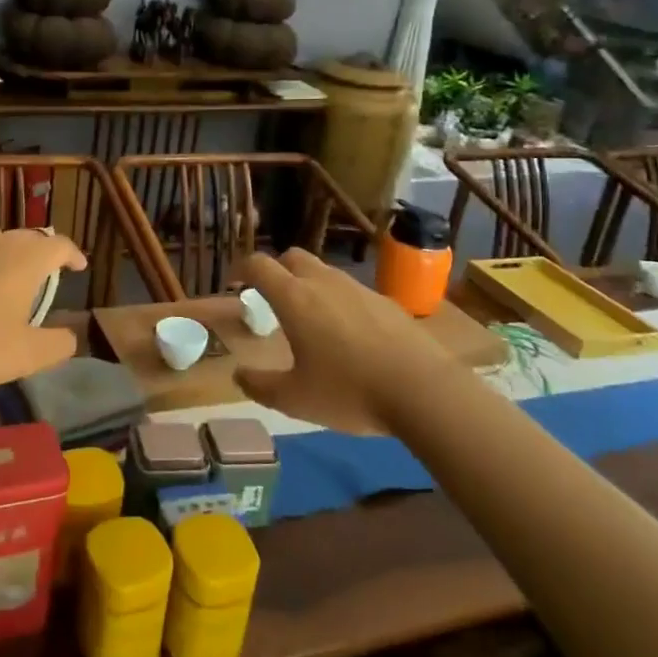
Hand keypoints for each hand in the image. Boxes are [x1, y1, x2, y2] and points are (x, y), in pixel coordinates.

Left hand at [0, 225, 86, 397]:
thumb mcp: (27, 355)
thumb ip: (58, 344)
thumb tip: (71, 336)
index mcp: (26, 260)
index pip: (59, 245)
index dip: (72, 254)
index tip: (78, 267)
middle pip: (26, 236)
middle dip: (39, 251)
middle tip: (42, 272)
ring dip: (2, 248)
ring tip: (1, 266)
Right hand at [234, 248, 459, 434]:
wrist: (423, 390)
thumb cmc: (349, 391)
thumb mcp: (295, 399)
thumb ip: (260, 386)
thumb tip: (239, 375)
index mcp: (294, 298)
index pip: (259, 265)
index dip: (242, 268)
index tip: (234, 282)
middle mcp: (323, 283)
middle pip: (292, 257)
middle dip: (276, 270)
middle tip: (271, 298)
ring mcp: (358, 288)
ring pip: (323, 272)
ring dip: (308, 285)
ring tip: (309, 319)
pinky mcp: (385, 301)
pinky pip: (350, 290)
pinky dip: (338, 301)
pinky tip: (347, 334)